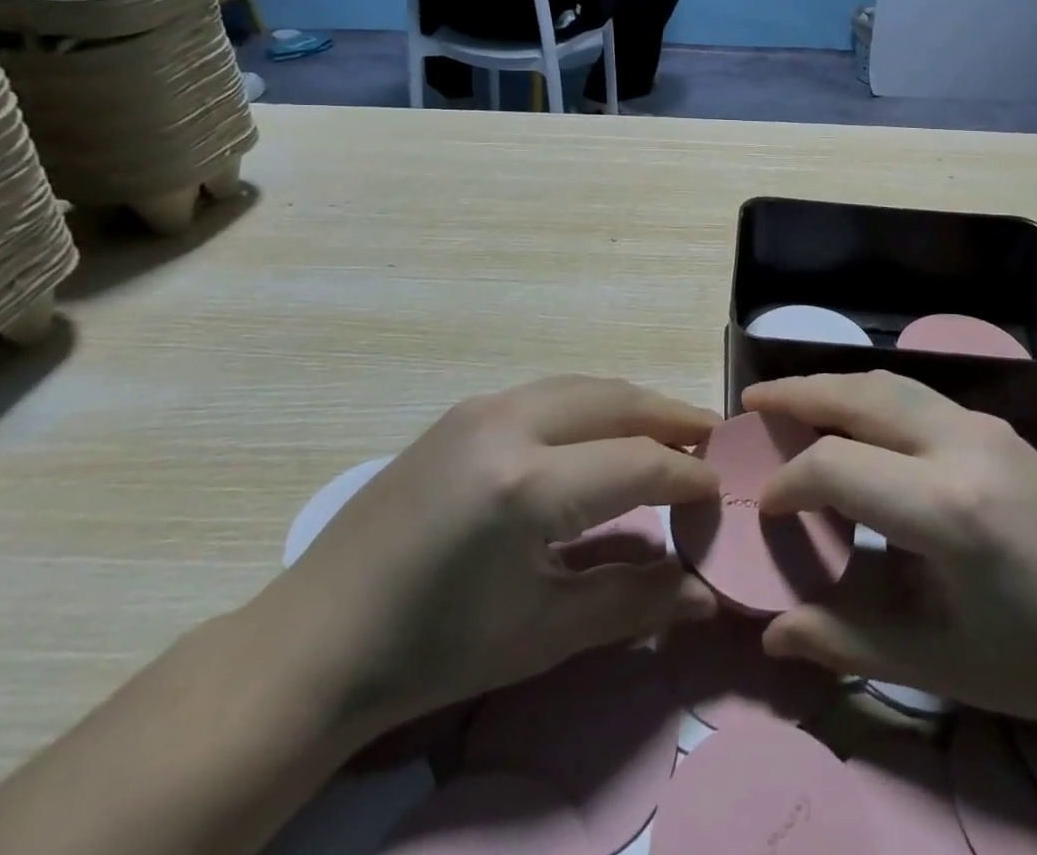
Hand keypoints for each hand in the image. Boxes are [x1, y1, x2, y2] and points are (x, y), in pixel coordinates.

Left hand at [255, 377, 719, 741]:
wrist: (317, 640)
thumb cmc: (434, 650)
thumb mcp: (543, 632)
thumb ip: (634, 603)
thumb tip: (705, 594)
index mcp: (527, 484)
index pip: (638, 463)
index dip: (688, 477)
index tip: (719, 493)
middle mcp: (508, 423)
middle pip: (617, 400)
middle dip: (672, 417)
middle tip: (710, 439)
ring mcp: (480, 407)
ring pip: (584, 386)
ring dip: (632, 404)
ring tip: (667, 430)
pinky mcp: (462, 410)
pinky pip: (549, 393)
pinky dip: (591, 406)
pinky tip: (600, 435)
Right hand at [746, 372, 1036, 740]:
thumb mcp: (941, 666)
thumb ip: (848, 640)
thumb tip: (771, 634)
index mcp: (947, 508)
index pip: (837, 467)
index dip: (788, 482)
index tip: (764, 507)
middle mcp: (963, 445)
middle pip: (860, 394)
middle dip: (798, 393)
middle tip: (753, 403)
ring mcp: (987, 428)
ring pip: (891, 382)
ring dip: (836, 385)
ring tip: (794, 399)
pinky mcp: (1002, 428)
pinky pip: (920, 395)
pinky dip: (873, 396)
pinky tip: (860, 421)